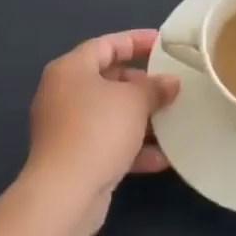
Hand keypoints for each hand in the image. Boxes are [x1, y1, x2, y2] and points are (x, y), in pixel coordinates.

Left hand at [25, 30, 178, 234]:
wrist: (65, 194)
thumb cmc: (98, 130)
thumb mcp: (134, 101)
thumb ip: (155, 87)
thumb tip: (170, 83)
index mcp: (71, 69)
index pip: (107, 44)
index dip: (137, 41)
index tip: (164, 44)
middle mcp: (63, 93)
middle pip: (108, 79)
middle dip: (142, 84)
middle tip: (170, 86)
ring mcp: (66, 128)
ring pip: (110, 114)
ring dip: (141, 118)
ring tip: (172, 120)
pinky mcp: (73, 158)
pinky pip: (107, 143)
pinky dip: (131, 148)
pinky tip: (161, 159)